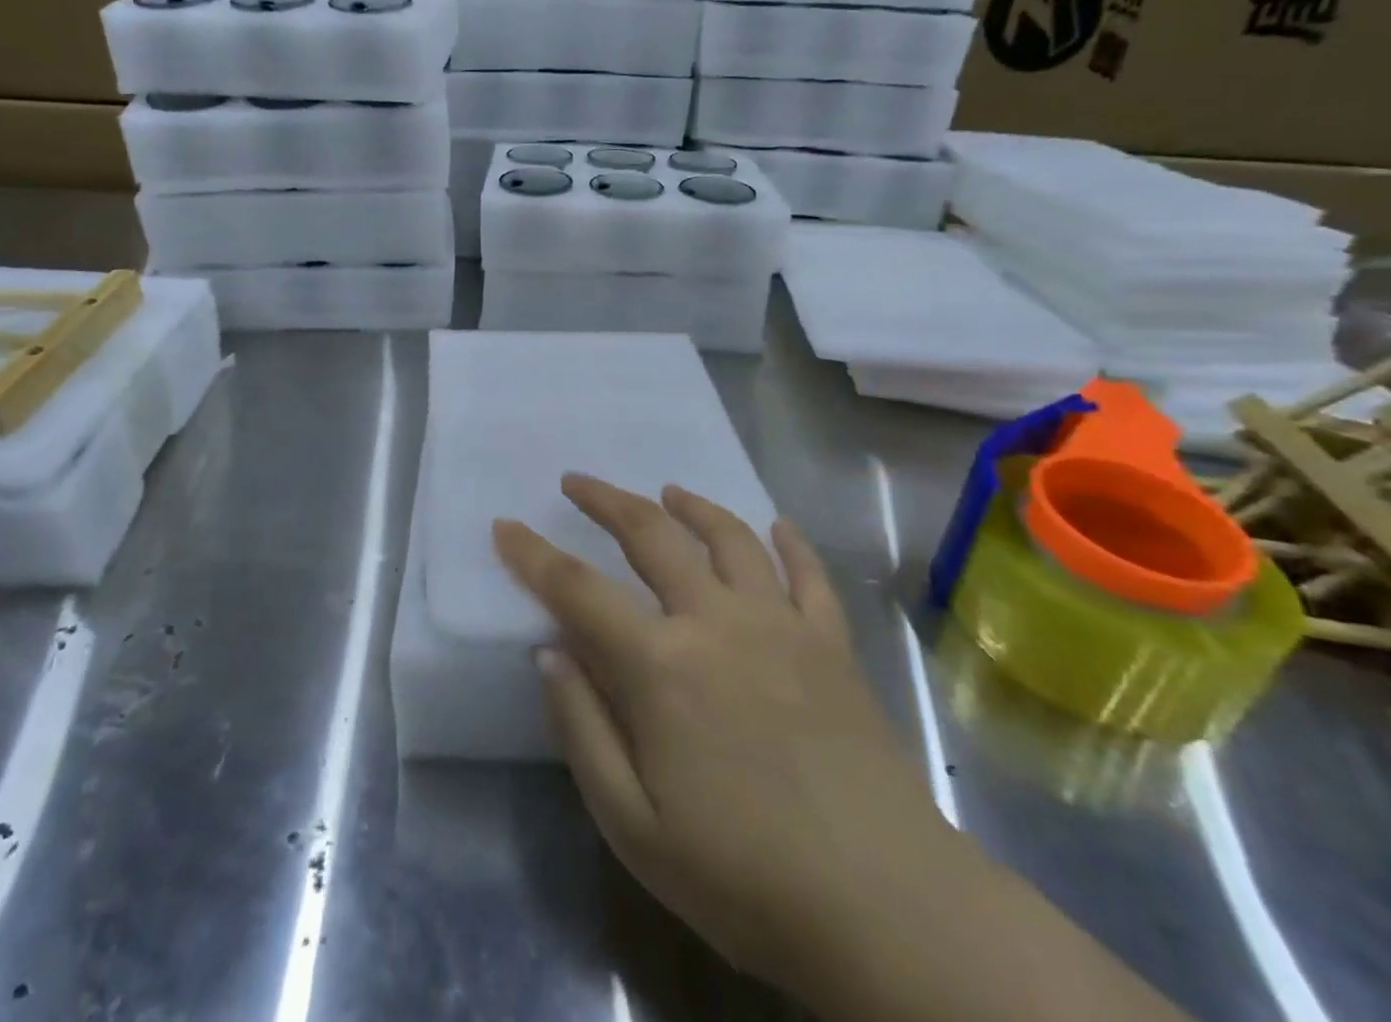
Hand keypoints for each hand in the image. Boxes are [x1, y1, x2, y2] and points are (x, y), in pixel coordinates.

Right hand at [498, 476, 1191, 1021]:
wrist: (885, 908)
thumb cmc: (743, 876)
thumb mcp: (633, 824)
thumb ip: (583, 727)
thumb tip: (550, 651)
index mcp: (660, 665)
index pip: (578, 590)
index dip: (534, 555)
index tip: (505, 525)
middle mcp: (715, 620)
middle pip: (651, 535)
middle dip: (606, 501)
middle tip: (577, 482)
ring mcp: (780, 624)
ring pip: (729, 536)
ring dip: (692, 504)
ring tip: (669, 491)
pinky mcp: (831, 642)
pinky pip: (807, 573)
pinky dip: (788, 541)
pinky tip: (775, 525)